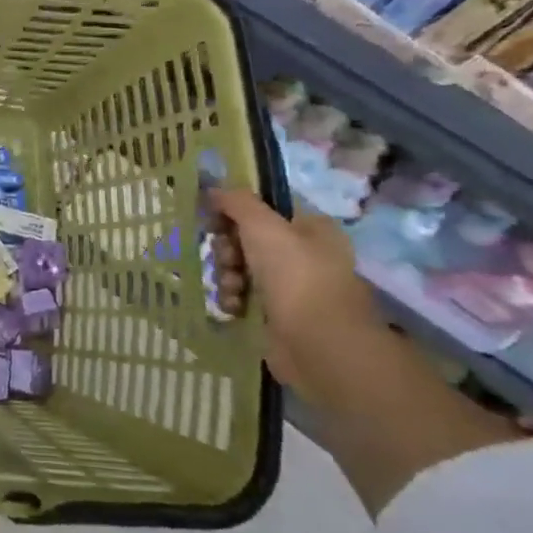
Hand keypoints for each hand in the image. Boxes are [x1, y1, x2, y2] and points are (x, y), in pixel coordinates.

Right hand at [210, 188, 390, 405]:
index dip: (234, 212)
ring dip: (226, 275)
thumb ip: (236, 201)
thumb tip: (213, 188)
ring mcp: (291, 285)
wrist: (319, 344)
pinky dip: (232, 299)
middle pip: (246, 238)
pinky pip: (243, 295)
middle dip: (227, 248)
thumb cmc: (296, 276)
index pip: (262, 208)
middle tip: (226, 258)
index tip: (213, 220)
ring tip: (232, 289)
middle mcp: (303, 253)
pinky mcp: (277, 313)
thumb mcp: (263, 226)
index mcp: (310, 227)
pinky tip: (233, 306)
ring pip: (240, 267)